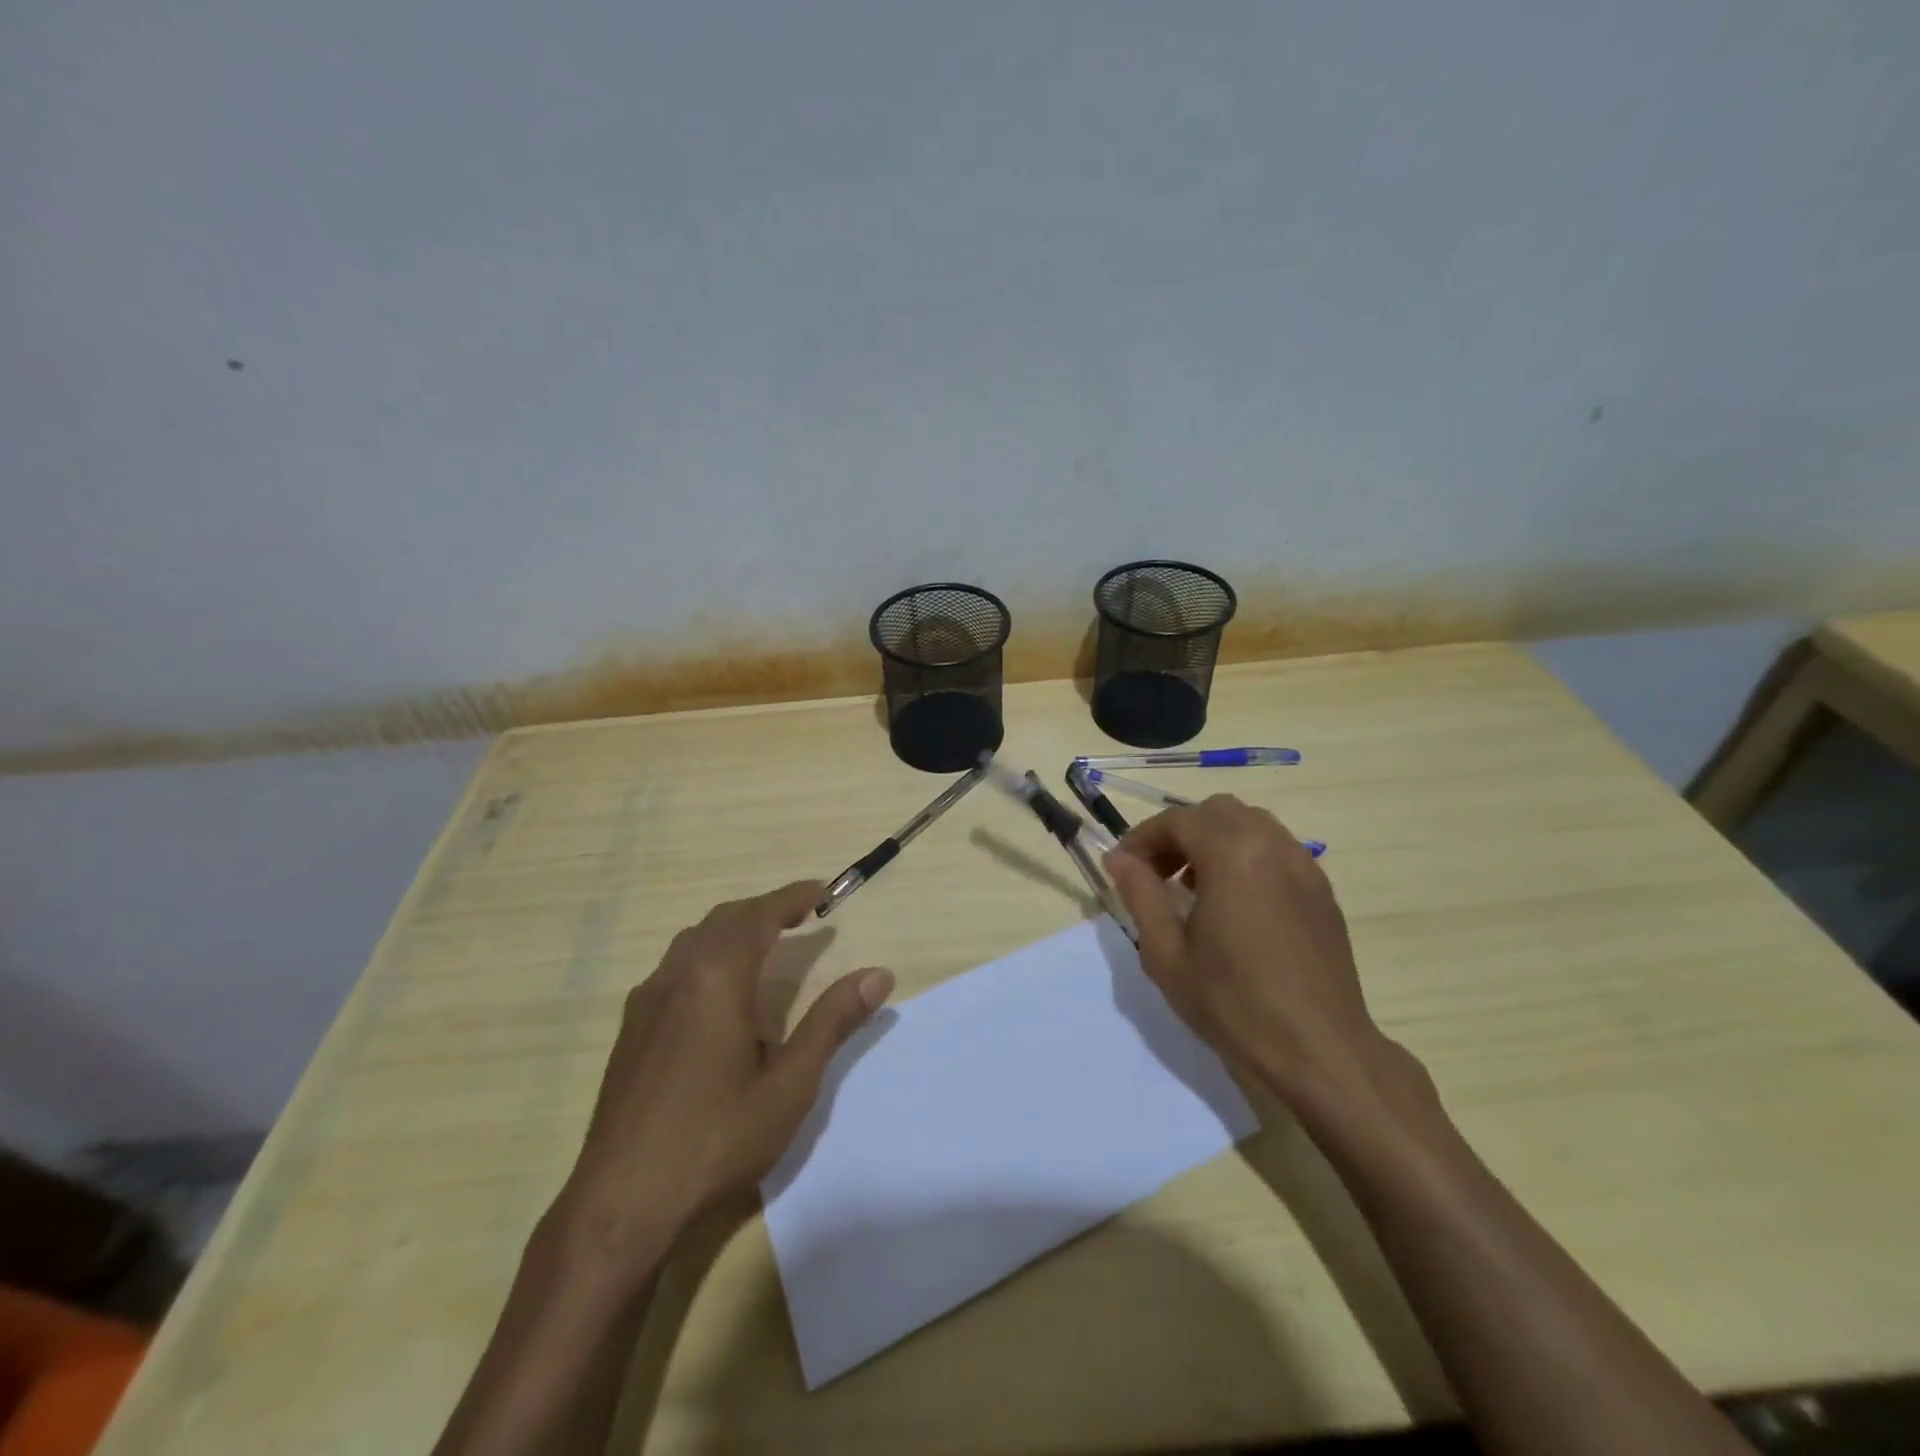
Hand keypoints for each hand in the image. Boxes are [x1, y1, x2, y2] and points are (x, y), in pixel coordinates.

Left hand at [554, 880, 892, 1282]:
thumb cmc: (716, 1139)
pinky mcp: (631, 1029)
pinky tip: (720, 992)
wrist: (620, 1204)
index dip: (794, 897)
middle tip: (803, 916)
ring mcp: (646, 1001)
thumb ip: (833, 1021)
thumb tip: (879, 974)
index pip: (760, 915)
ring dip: (735, 929)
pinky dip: (708, 953)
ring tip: (767, 944)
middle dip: (766, 909)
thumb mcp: (790, 1084)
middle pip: (725, 919)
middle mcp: (676, 975)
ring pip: (695, 940)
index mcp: (716, 978)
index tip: (825, 891)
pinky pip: (675, 966)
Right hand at [1105, 795, 1394, 1109]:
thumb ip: (1140, 895)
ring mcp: (1304, 866)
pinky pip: (1276, 849)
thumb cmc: (1233, 1003)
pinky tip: (1235, 903)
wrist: (1318, 1050)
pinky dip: (1246, 856)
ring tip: (1194, 886)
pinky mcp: (1321, 891)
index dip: (1142, 838)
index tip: (1122, 868)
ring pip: (1250, 824)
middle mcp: (1272, 846)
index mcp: (1232, 855)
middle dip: (1179, 833)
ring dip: (1214, 840)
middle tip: (1157, 873)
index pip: (1177, 820)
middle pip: (1216, 811)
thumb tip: (1119, 859)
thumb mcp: (1167, 954)